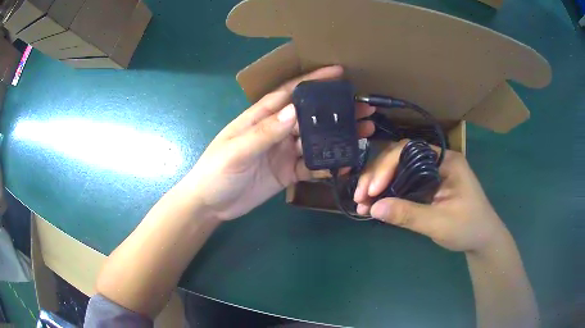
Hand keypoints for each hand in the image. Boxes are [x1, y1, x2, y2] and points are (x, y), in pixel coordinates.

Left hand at [187, 66, 374, 220]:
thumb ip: (265, 132)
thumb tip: (295, 111)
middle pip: (311, 116)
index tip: (338, 72)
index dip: (313, 80)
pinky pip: (312, 165)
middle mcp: (277, 130)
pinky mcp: (288, 171)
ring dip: (338, 136)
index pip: (290, 92)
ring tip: (364, 131)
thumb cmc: (216, 172)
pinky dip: (328, 164)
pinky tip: (346, 163)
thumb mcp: (236, 151)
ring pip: (316, 140)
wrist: (211, 204)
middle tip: (364, 108)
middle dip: (336, 110)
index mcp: (262, 117)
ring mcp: (284, 151)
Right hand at [354, 140, 507, 252]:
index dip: (386, 167)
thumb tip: (373, 208)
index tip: (371, 190)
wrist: (482, 240)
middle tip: (360, 197)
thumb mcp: (440, 223)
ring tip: (362, 203)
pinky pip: (403, 184)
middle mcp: (437, 161)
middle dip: (377, 176)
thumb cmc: (468, 228)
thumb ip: (408, 215)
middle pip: (399, 158)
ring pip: (398, 170)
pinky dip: (387, 194)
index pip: (409, 151)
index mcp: (445, 161)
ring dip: (378, 185)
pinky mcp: (427, 187)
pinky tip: (374, 205)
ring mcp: (431, 174)